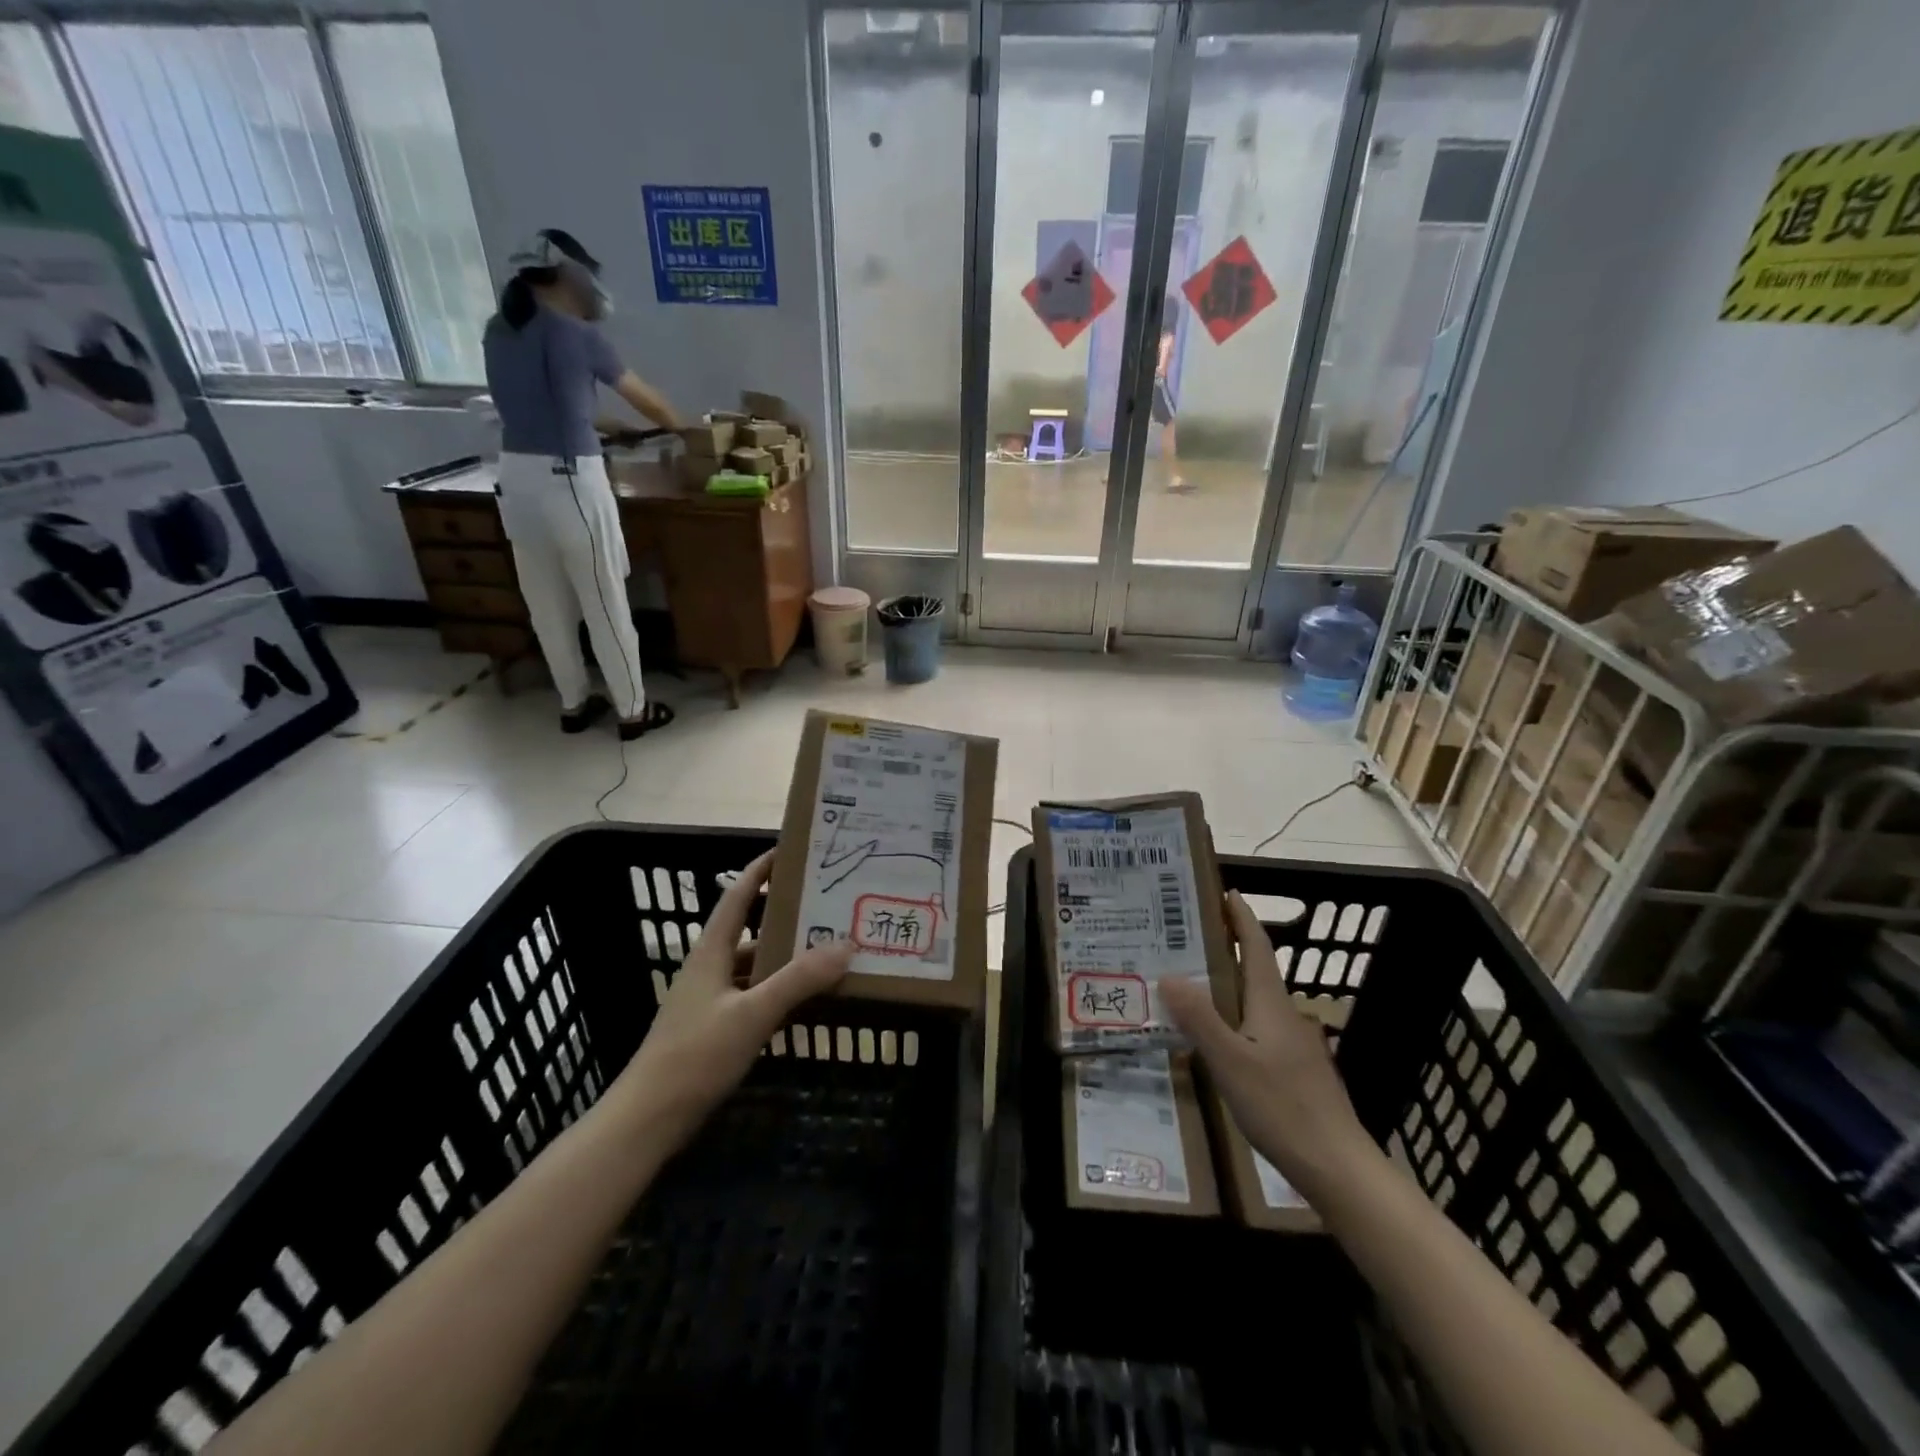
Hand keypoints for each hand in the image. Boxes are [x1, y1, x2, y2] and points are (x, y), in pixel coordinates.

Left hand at [614, 849, 852, 1147]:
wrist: (649, 1118)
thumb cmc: (696, 1055)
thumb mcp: (753, 1013)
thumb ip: (799, 979)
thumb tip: (846, 945)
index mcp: (711, 951)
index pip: (736, 895)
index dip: (759, 870)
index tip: (789, 850)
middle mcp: (710, 966)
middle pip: (749, 927)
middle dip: (784, 913)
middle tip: (824, 903)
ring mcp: (710, 998)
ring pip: (753, 963)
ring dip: (784, 954)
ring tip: (825, 948)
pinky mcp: (714, 1026)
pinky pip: (753, 993)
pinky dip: (778, 988)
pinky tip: (804, 997)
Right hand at [1161, 891, 1369, 1194]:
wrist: (1336, 1166)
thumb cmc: (1282, 1106)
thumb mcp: (1230, 1061)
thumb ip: (1200, 1018)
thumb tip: (1169, 974)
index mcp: (1271, 1003)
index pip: (1257, 948)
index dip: (1242, 920)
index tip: (1228, 893)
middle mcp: (1285, 1016)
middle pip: (1256, 971)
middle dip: (1229, 949)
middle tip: (1190, 937)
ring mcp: (1293, 1045)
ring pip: (1255, 1002)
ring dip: (1229, 984)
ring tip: (1192, 982)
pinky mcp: (1294, 1071)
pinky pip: (1257, 1027)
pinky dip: (1235, 1016)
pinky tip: (1216, 1036)